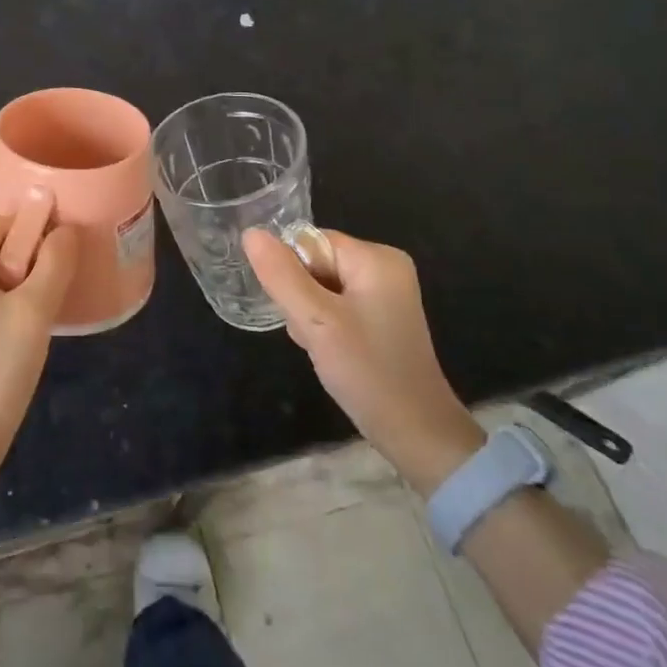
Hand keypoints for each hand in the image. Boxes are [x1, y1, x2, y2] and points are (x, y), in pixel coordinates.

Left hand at [0, 215, 76, 474]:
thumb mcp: (34, 312)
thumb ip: (54, 263)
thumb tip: (65, 230)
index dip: (31, 230)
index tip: (60, 255)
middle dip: (25, 261)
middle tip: (53, 290)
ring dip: (16, 287)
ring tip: (40, 316)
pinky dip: (0, 307)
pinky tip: (19, 336)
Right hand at [244, 228, 484, 492]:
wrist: (416, 433)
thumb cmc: (367, 371)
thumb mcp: (316, 321)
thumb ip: (281, 275)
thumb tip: (250, 233)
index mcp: (376, 257)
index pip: (310, 242)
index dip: (293, 273)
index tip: (299, 311)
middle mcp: (385, 266)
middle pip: (316, 263)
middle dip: (302, 297)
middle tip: (313, 334)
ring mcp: (386, 293)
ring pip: (322, 287)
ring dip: (311, 315)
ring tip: (323, 347)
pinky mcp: (382, 317)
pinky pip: (337, 305)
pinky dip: (327, 326)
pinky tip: (333, 352)